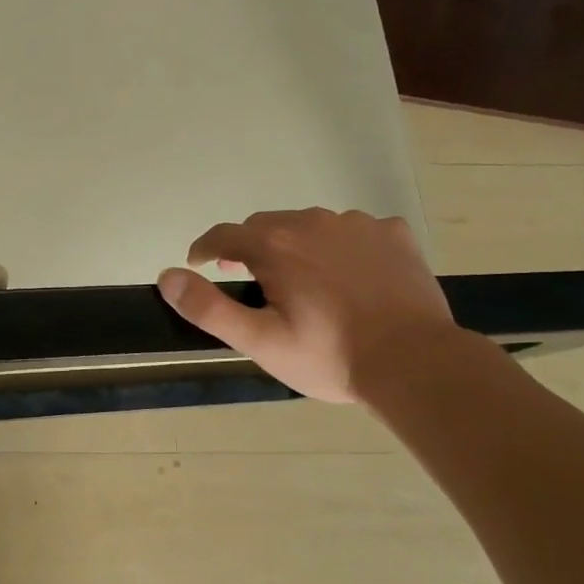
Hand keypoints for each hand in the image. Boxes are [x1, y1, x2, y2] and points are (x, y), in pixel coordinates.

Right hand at [157, 209, 459, 403]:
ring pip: (311, 226)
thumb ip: (208, 308)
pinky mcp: (393, 234)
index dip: (204, 249)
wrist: (415, 362)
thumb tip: (168, 276)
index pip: (222, 235)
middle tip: (251, 281)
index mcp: (274, 245)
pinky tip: (353, 275)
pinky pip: (356, 231)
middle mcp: (312, 222)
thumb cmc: (329, 355)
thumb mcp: (259, 341)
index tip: (198, 264)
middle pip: (266, 226)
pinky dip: (343, 246)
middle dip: (251, 248)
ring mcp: (357, 224)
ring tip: (305, 283)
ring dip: (297, 246)